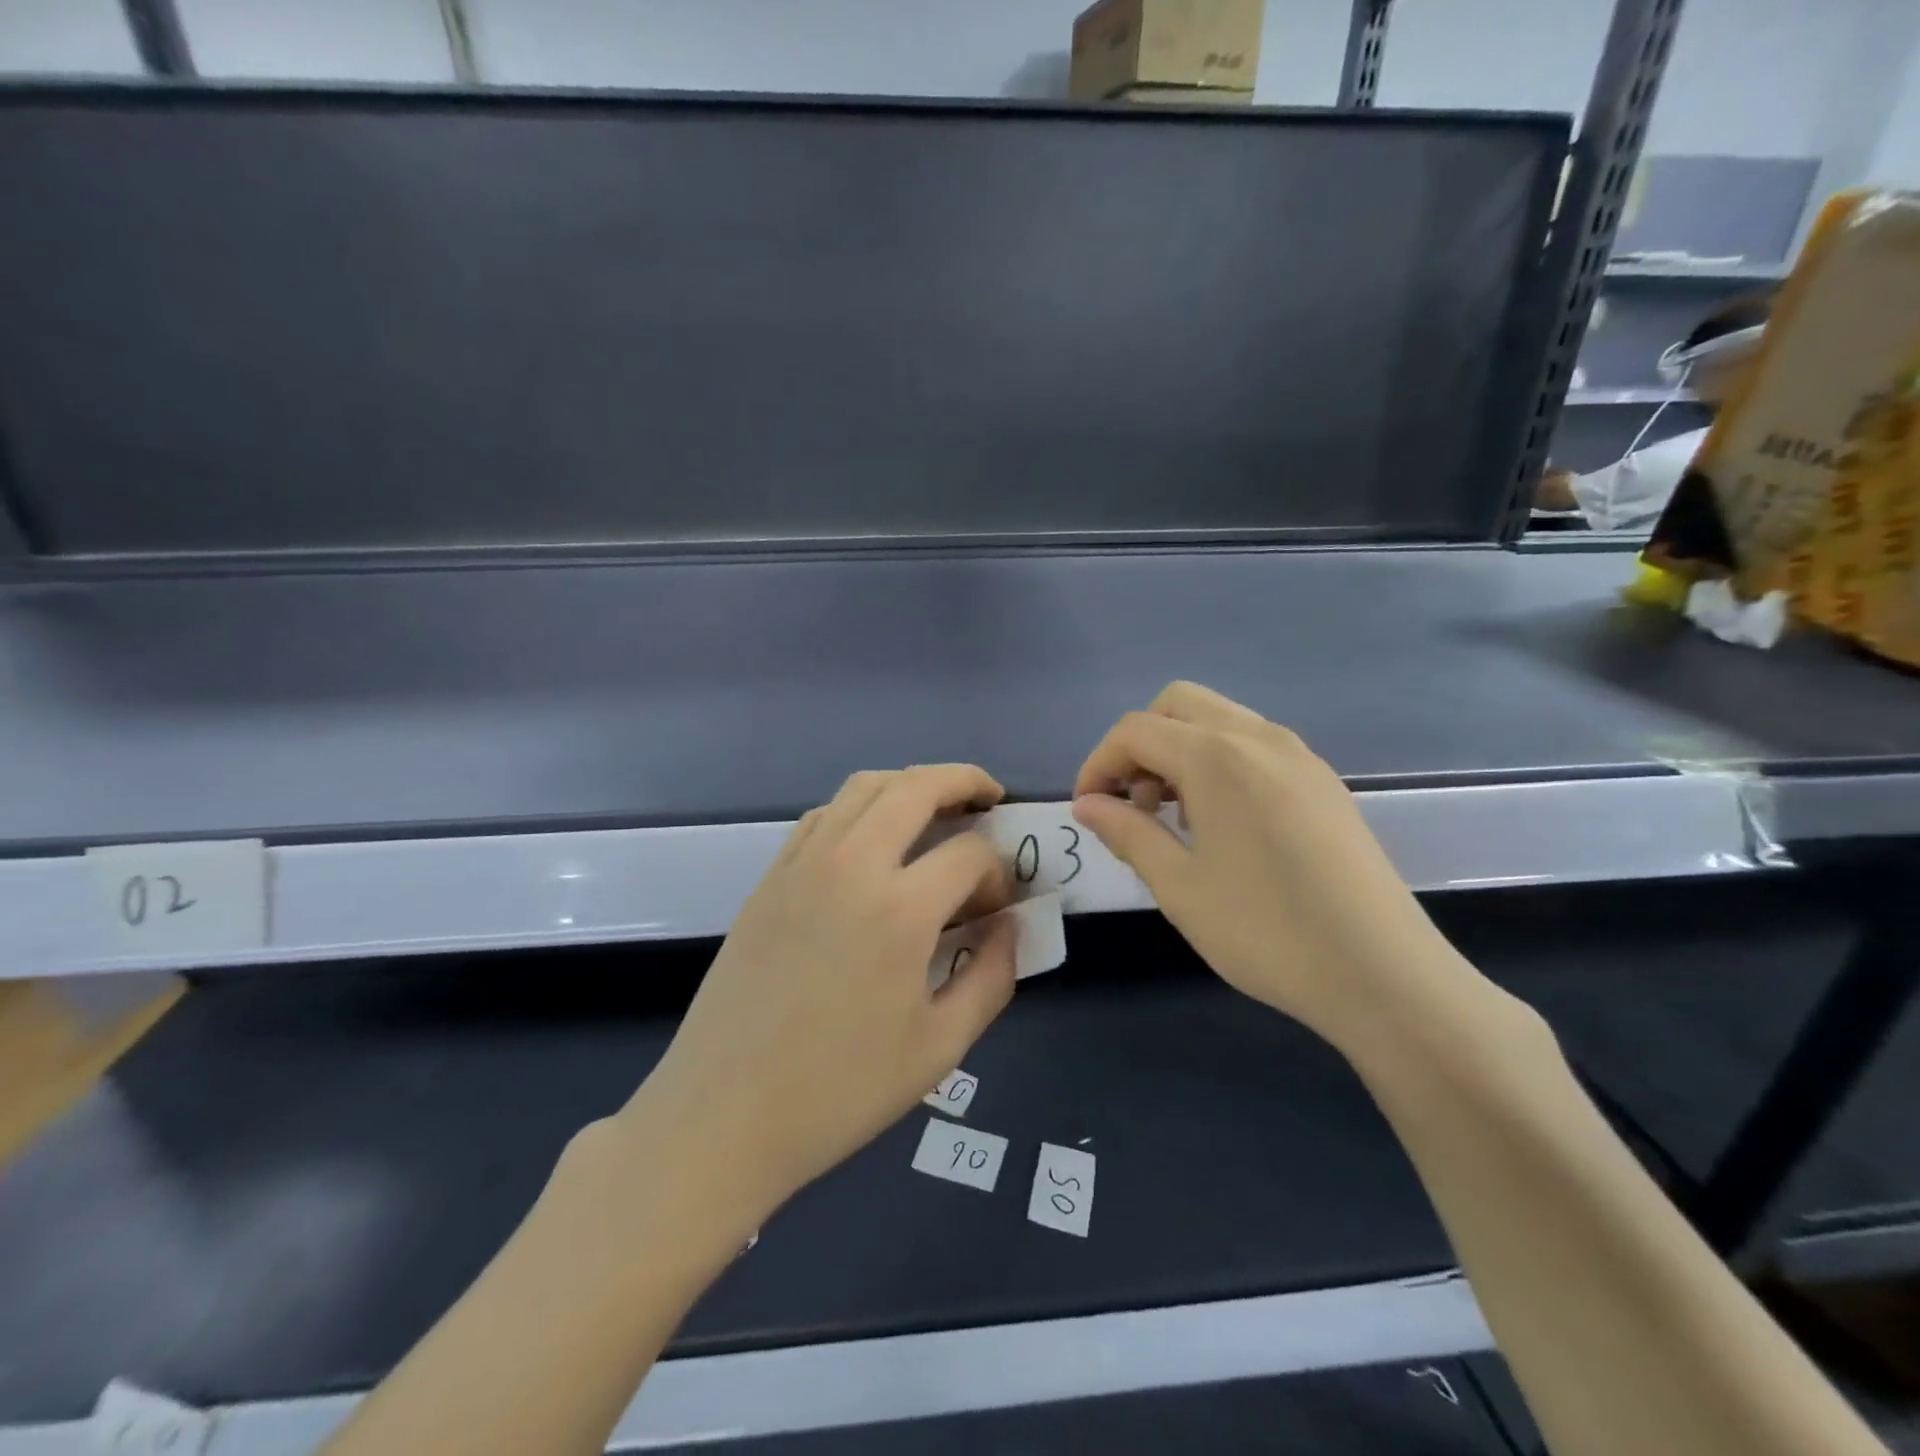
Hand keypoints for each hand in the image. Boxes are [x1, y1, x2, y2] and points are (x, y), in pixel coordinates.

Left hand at [627, 766, 1017, 1223]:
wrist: (724, 1114)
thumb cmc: (840, 1090)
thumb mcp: (940, 1047)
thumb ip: (992, 976)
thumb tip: (1009, 926)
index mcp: (900, 909)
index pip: (970, 854)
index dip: (998, 873)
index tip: (998, 907)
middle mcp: (851, 865)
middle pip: (917, 786)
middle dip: (964, 781)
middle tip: (990, 797)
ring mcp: (803, 863)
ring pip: (865, 787)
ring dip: (911, 785)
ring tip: (937, 808)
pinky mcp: (771, 876)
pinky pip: (824, 815)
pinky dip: (861, 807)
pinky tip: (873, 840)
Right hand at [1072, 682, 1476, 1048]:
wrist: (1383, 975)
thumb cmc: (1266, 932)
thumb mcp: (1179, 886)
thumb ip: (1127, 832)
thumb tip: (1087, 804)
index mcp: (1217, 756)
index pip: (1135, 730)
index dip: (1099, 764)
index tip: (1089, 810)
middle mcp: (1259, 737)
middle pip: (1176, 704)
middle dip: (1139, 744)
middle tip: (1134, 804)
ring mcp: (1299, 755)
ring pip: (1218, 719)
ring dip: (1179, 750)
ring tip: (1175, 818)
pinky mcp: (1322, 780)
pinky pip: (1253, 744)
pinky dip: (1218, 761)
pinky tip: (1222, 823)